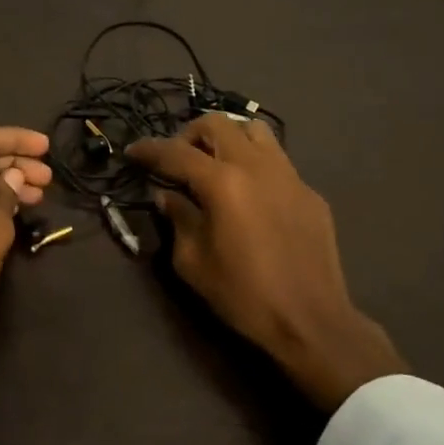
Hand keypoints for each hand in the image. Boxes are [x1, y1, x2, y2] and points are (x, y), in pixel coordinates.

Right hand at [127, 114, 404, 410]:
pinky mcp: (309, 192)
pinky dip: (254, 164)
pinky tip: (250, 195)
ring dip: (227, 138)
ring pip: (253, 130)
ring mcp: (288, 175)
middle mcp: (256, 166)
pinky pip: (277, 160)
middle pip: (216, 124)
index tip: (132, 152)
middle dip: (188, 135)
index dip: (149, 149)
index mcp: (222, 183)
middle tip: (177, 160)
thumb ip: (177, 219)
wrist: (311, 321)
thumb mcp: (193, 263)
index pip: (175, 152)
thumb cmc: (243, 295)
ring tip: (215, 164)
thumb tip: (168, 196)